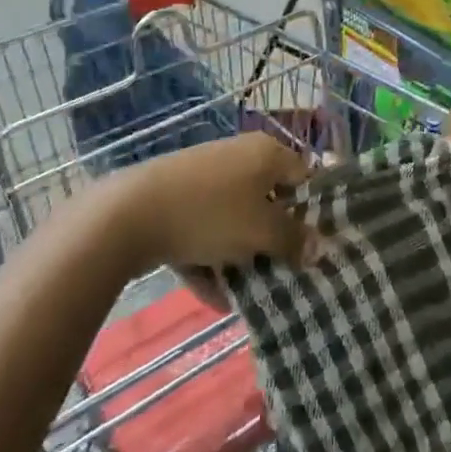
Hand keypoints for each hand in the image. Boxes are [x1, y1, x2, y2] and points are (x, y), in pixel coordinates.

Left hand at [117, 132, 317, 274]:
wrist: (129, 215)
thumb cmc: (211, 213)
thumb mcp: (261, 231)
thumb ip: (293, 239)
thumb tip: (321, 246)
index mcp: (266, 152)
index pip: (304, 176)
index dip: (313, 211)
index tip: (315, 247)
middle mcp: (239, 157)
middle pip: (268, 201)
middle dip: (275, 240)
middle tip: (286, 273)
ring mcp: (204, 179)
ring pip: (235, 220)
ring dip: (242, 256)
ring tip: (251, 294)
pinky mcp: (176, 202)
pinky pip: (205, 232)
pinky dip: (210, 261)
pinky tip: (215, 298)